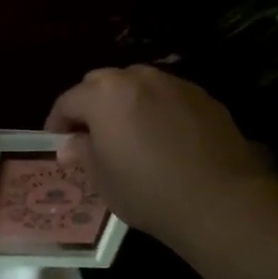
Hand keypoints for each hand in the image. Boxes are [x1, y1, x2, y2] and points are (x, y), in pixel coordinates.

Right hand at [45, 66, 274, 247]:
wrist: (219, 200)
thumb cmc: (148, 191)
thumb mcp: (102, 179)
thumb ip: (82, 153)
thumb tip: (71, 144)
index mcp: (104, 95)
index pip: (68, 100)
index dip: (57, 122)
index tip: (57, 142)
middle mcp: (137, 78)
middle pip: (102, 83)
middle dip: (91, 104)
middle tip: (90, 134)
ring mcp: (174, 84)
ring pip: (138, 85)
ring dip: (125, 103)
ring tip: (129, 132)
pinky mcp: (204, 97)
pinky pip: (168, 96)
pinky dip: (157, 109)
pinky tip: (164, 138)